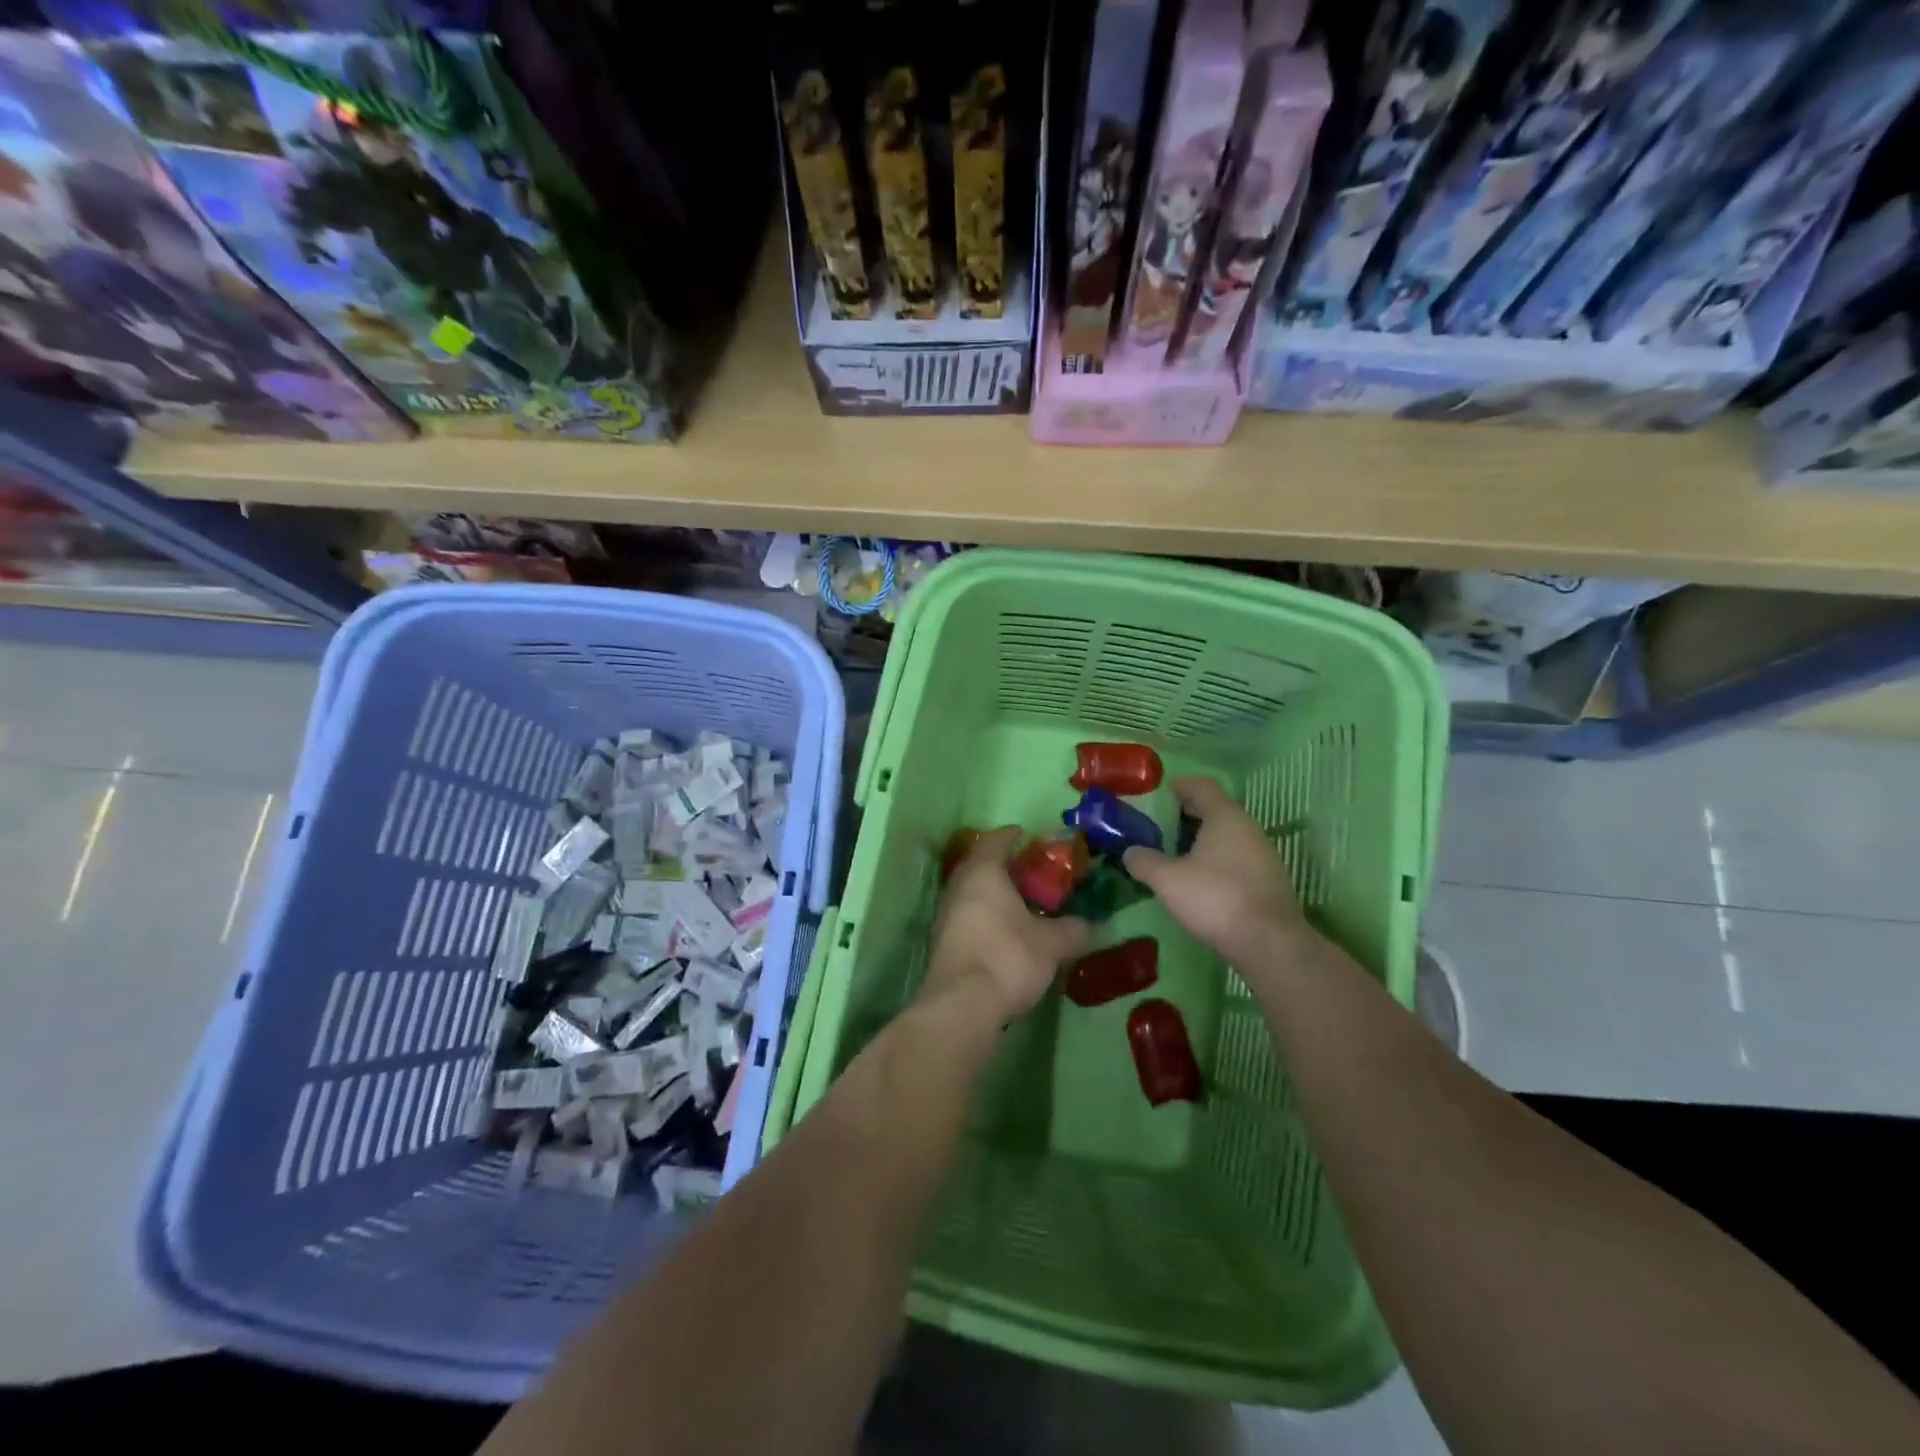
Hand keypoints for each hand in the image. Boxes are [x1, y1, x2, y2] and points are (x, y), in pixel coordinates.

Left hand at [920, 827, 1088, 1024]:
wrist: (962, 1005)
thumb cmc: (1007, 957)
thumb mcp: (1052, 943)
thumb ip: (1072, 929)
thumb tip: (1090, 924)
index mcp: (983, 872)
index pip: (995, 840)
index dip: (1011, 835)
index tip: (1026, 834)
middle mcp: (958, 886)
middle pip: (979, 865)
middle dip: (1002, 866)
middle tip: (1029, 871)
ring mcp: (945, 915)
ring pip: (970, 892)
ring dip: (992, 893)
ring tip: (1020, 903)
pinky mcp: (942, 943)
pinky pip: (966, 916)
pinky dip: (984, 916)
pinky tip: (1004, 932)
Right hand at [1123, 776, 1310, 970]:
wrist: (1269, 943)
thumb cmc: (1215, 898)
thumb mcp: (1168, 879)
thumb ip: (1144, 860)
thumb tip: (1129, 852)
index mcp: (1225, 816)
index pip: (1201, 786)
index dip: (1178, 785)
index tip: (1157, 793)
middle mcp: (1247, 827)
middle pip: (1214, 809)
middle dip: (1185, 813)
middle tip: (1156, 824)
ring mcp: (1261, 854)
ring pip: (1225, 835)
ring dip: (1199, 838)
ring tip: (1171, 852)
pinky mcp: (1266, 879)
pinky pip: (1234, 856)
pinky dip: (1213, 858)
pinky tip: (1195, 877)